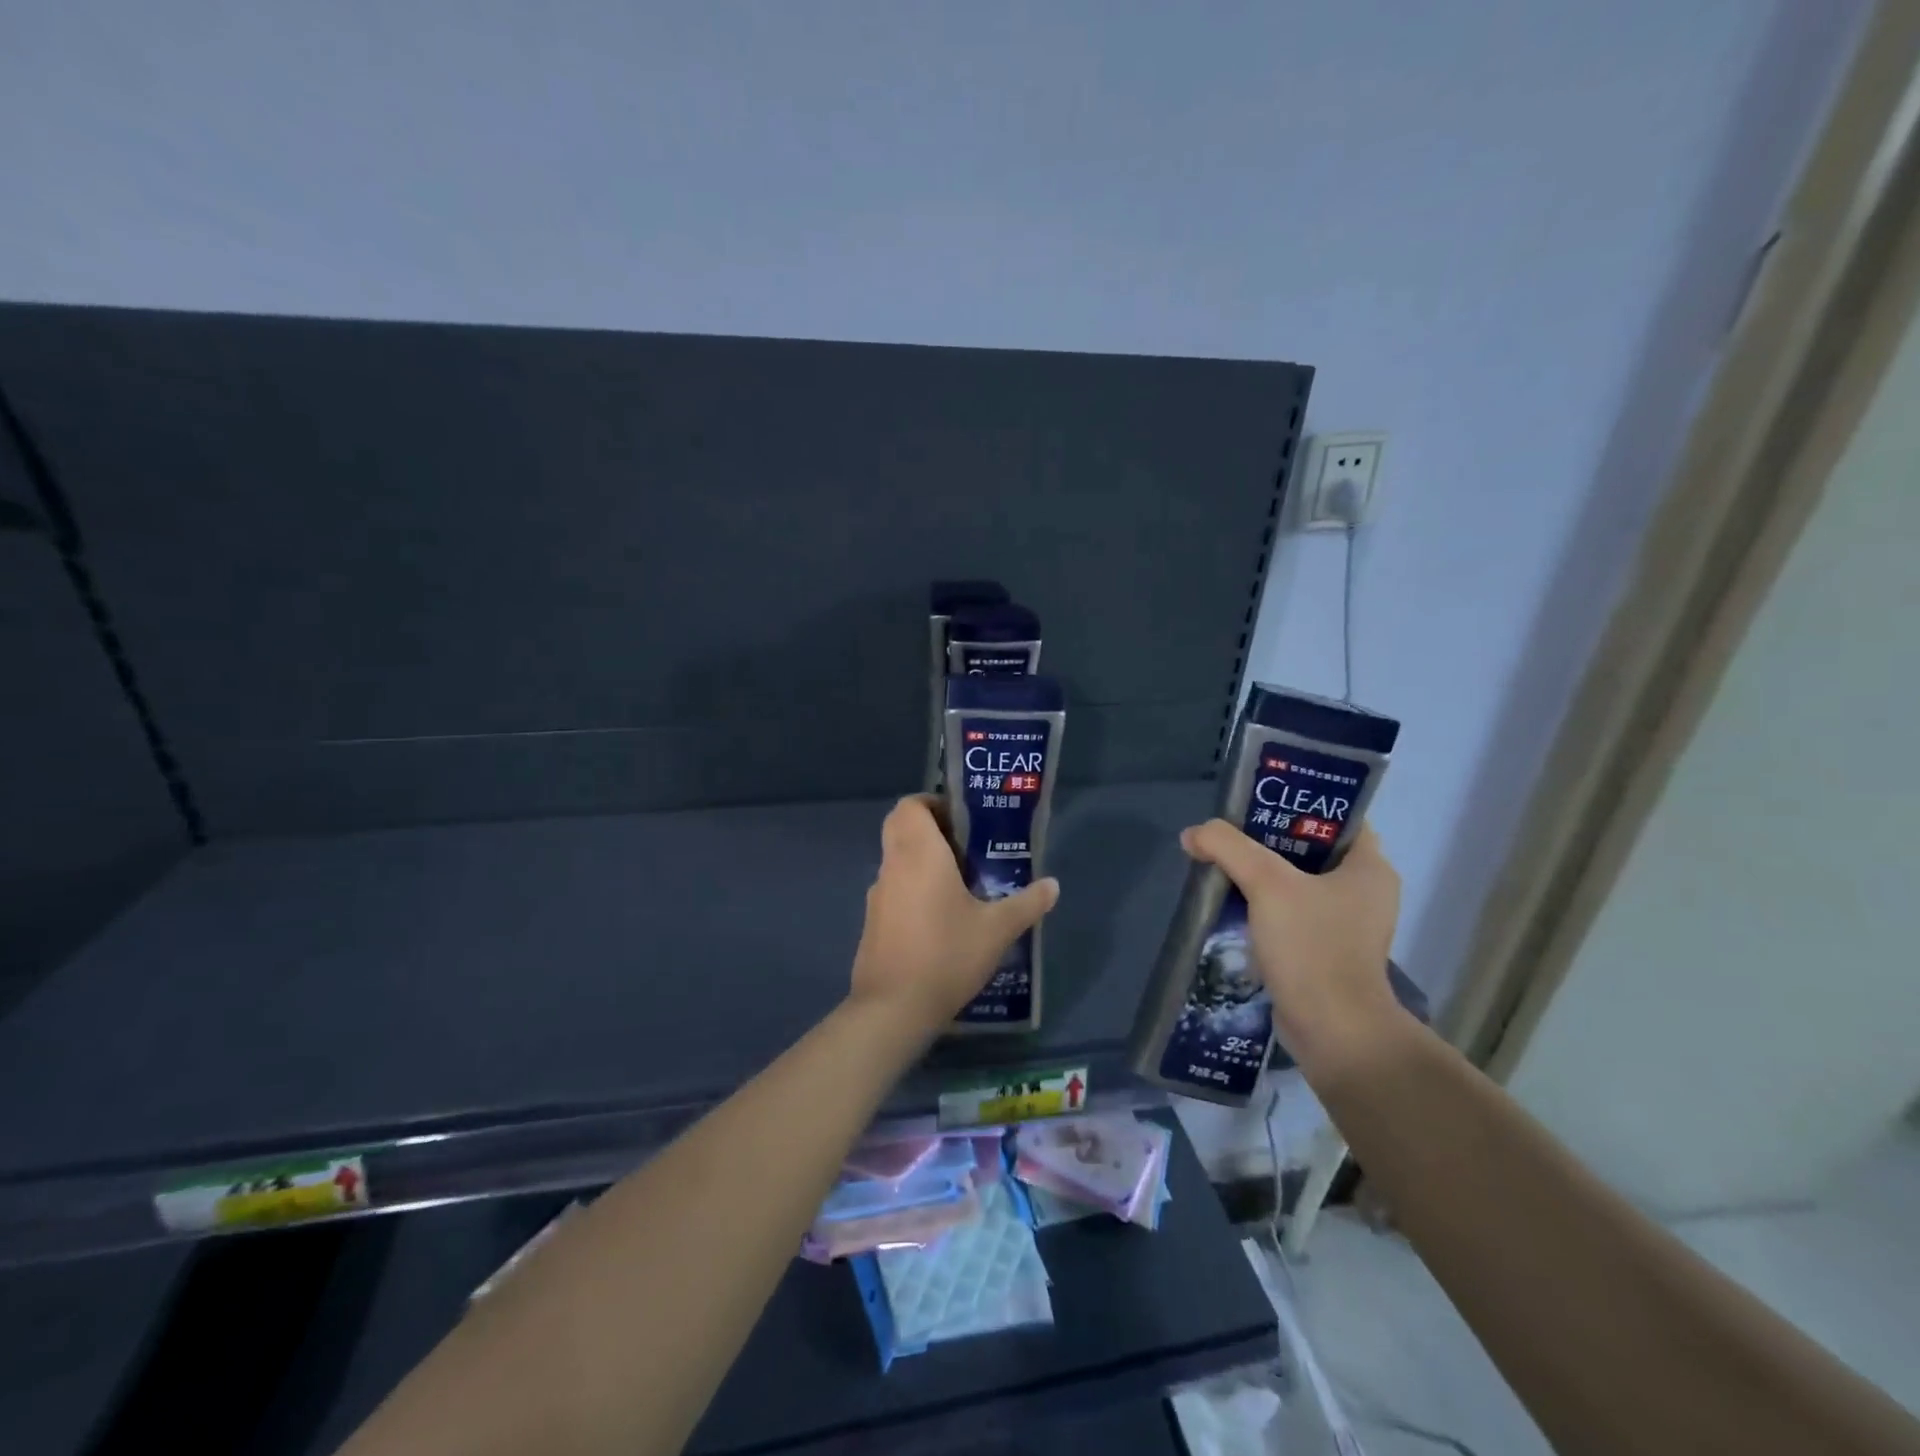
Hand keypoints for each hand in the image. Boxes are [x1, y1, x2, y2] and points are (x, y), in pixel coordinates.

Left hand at [850, 796, 1059, 1032]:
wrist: (894, 1008)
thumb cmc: (947, 955)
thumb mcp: (997, 930)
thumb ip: (1027, 903)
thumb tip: (1053, 885)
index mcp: (919, 854)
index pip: (910, 806)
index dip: (932, 803)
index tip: (961, 818)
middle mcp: (893, 866)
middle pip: (900, 827)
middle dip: (929, 829)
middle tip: (965, 846)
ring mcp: (877, 895)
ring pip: (896, 860)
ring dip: (921, 860)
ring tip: (961, 883)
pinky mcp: (872, 922)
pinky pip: (893, 889)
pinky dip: (912, 889)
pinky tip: (940, 918)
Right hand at [1179, 819, 1401, 1078]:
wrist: (1332, 1030)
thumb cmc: (1311, 946)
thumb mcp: (1266, 883)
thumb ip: (1227, 847)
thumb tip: (1193, 834)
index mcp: (1370, 867)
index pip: (1337, 818)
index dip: (1298, 804)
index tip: (1257, 802)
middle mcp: (1365, 892)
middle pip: (1311, 849)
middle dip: (1268, 840)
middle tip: (1230, 832)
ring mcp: (1347, 925)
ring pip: (1298, 883)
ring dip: (1263, 875)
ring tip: (1223, 864)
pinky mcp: (1326, 951)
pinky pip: (1292, 914)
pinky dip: (1265, 906)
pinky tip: (1232, 904)